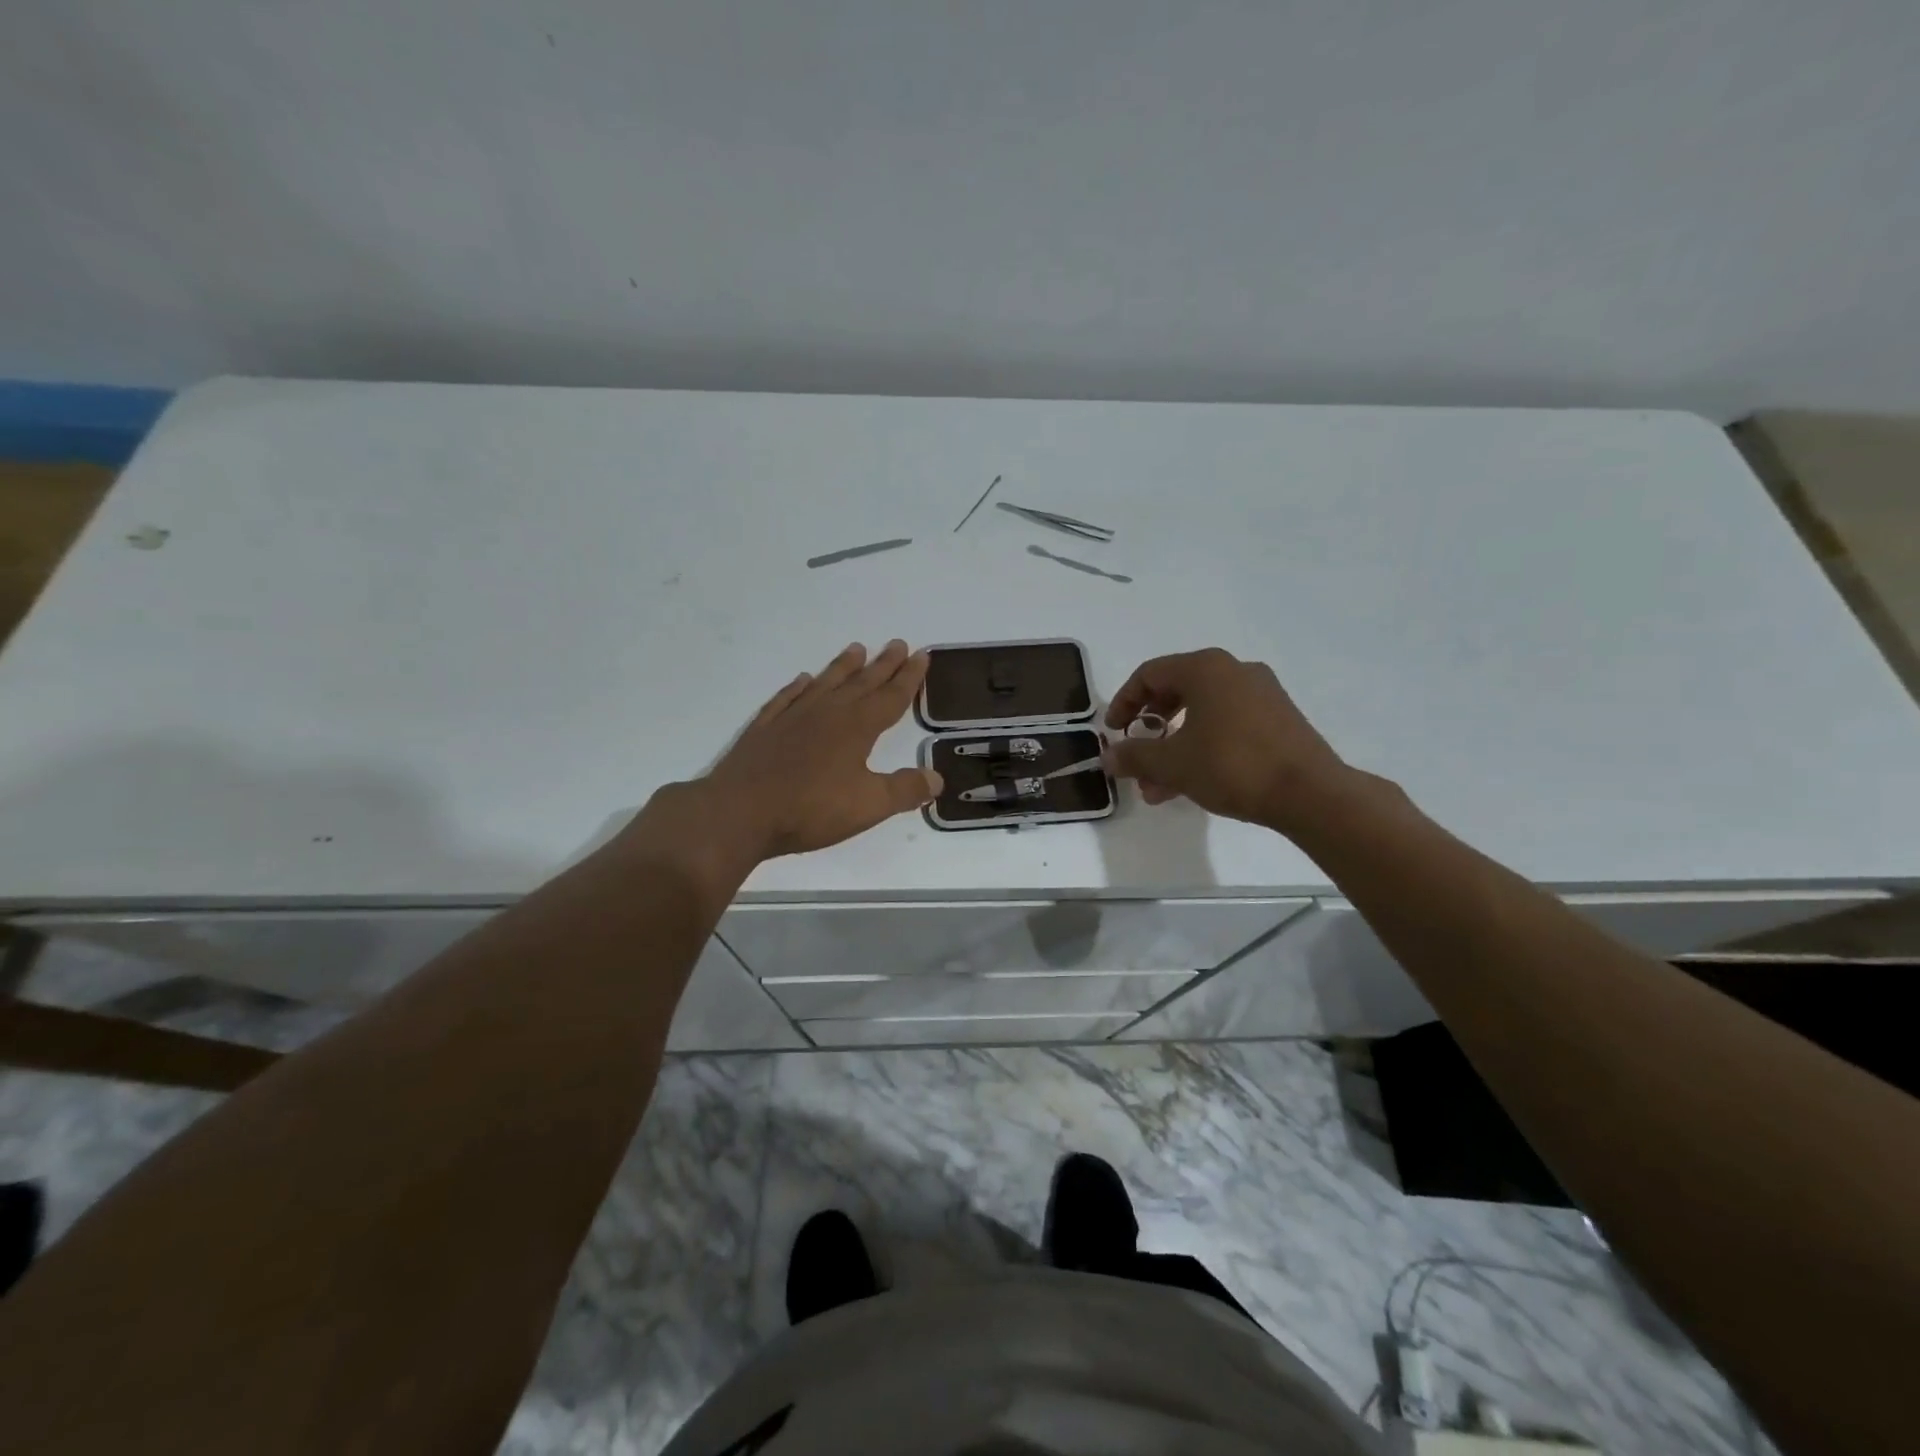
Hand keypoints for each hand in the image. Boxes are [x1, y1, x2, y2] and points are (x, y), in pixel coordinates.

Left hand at [682, 640, 941, 861]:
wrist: (739, 812)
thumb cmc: (811, 809)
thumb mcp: (868, 806)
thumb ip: (904, 790)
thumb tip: (936, 778)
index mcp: (857, 727)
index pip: (891, 697)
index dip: (909, 678)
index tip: (922, 655)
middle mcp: (827, 713)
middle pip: (861, 683)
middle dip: (883, 664)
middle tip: (897, 643)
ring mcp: (793, 717)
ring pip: (825, 683)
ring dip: (842, 666)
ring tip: (856, 648)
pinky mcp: (765, 728)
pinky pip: (787, 698)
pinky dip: (798, 687)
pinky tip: (802, 680)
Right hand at [1102, 647, 1352, 832]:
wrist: (1310, 793)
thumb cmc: (1232, 765)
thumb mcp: (1172, 763)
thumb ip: (1134, 756)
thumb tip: (1108, 756)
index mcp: (1206, 668)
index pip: (1149, 674)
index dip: (1124, 702)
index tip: (1113, 732)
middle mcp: (1234, 670)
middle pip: (1176, 693)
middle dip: (1150, 731)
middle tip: (1136, 758)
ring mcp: (1261, 693)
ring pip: (1201, 715)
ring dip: (1174, 748)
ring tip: (1158, 788)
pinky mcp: (1279, 718)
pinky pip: (1227, 725)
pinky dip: (1202, 747)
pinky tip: (1192, 784)